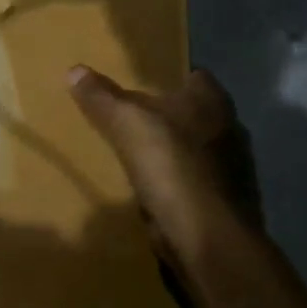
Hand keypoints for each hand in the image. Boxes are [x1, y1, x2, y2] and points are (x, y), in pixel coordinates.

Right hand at [68, 65, 264, 269]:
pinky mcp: (225, 203)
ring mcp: (231, 169)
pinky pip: (193, 183)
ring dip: (171, 153)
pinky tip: (150, 191)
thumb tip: (75, 69)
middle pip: (194, 114)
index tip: (139, 83)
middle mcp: (229, 129)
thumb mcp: (127, 123)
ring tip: (135, 155)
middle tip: (129, 117)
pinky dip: (174, 185)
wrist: (208, 238)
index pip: (193, 75)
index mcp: (212, 101)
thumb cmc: (172, 165)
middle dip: (167, 116)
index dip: (167, 77)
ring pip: (194, 150)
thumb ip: (102, 97)